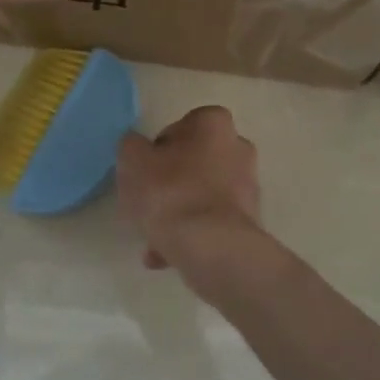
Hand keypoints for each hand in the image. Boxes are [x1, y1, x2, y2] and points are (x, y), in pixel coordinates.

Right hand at [119, 107, 278, 292]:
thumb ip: (131, 146)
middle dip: (169, 182)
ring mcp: (247, 186)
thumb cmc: (170, 192)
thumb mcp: (133, 161)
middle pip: (194, 161)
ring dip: (178, 213)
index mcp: (214, 123)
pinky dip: (191, 234)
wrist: (212, 248)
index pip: (181, 126)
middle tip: (146, 204)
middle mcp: (238, 147)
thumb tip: (137, 147)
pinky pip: (211, 221)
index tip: (144, 171)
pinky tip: (166, 255)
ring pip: (201, 194)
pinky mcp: (249, 220)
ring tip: (152, 239)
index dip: (157, 149)